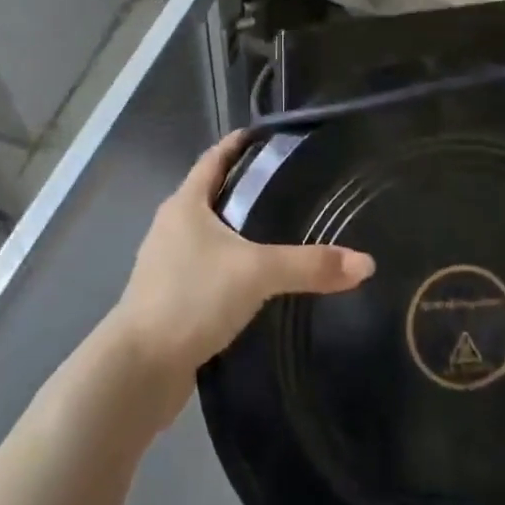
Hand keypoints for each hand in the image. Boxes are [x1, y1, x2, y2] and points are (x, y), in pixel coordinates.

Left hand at [108, 133, 374, 396]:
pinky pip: (204, 270)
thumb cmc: (191, 298)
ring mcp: (166, 265)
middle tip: (286, 186)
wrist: (138, 370)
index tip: (264, 135)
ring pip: (207, 236)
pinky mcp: (168, 300)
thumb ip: (309, 265)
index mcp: (185, 204)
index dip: (237, 144)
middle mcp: (171, 227)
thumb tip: (366, 263)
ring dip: (235, 231)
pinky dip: (227, 268)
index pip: (213, 159)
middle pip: (210, 195)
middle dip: (243, 189)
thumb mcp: (256, 274)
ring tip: (275, 233)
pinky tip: (253, 284)